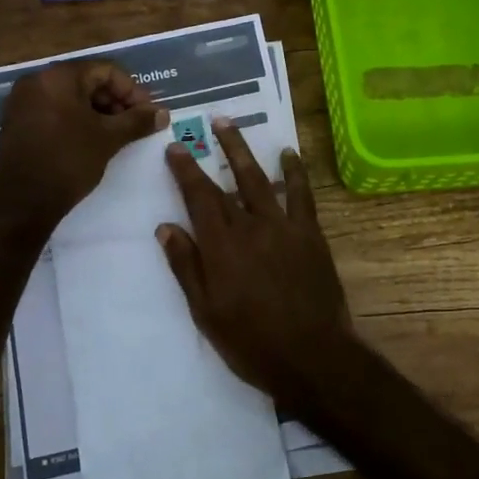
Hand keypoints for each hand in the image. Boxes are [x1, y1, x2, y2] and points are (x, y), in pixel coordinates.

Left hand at [0, 60, 166, 222]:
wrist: (21, 202)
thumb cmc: (68, 161)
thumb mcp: (108, 139)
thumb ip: (137, 121)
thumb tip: (163, 113)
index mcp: (58, 77)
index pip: (105, 71)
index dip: (132, 90)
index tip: (149, 113)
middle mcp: (37, 82)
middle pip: (87, 81)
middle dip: (116, 101)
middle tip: (136, 124)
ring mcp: (23, 103)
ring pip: (71, 98)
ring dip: (99, 113)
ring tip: (118, 135)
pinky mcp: (18, 123)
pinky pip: (55, 112)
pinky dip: (77, 121)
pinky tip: (94, 141)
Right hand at [157, 117, 357, 408]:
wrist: (312, 355)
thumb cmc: (251, 342)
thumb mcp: (206, 312)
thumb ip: (187, 267)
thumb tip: (165, 228)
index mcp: (221, 246)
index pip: (198, 198)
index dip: (185, 170)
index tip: (175, 148)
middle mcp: (251, 227)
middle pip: (229, 181)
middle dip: (216, 149)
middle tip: (208, 123)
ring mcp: (284, 227)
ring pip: (260, 179)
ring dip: (246, 150)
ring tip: (233, 126)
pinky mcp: (310, 234)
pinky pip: (301, 195)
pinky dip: (294, 173)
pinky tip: (289, 155)